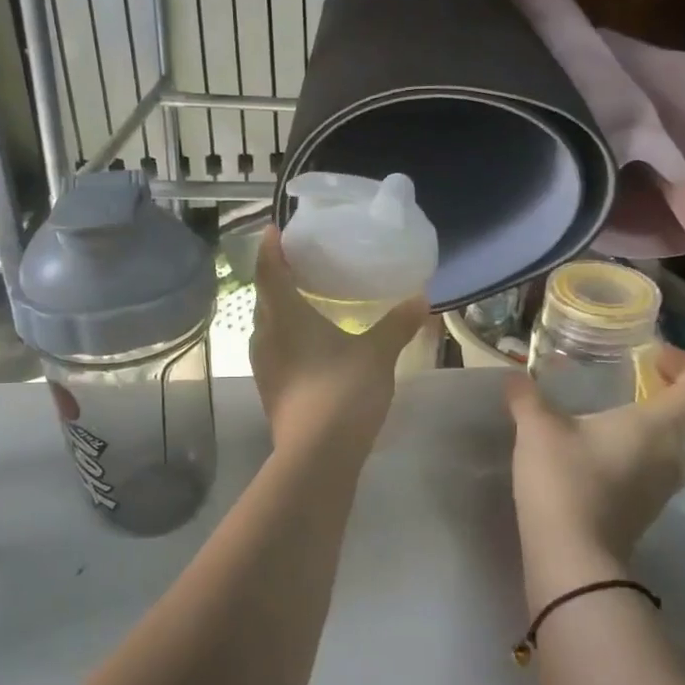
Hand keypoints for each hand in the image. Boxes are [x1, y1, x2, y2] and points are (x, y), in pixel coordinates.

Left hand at [250, 226, 427, 452]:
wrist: (317, 456)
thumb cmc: (343, 391)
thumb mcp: (377, 353)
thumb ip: (397, 323)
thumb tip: (420, 297)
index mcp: (284, 315)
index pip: (269, 269)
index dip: (270, 247)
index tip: (274, 229)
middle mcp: (265, 335)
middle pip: (265, 296)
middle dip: (278, 277)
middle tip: (299, 263)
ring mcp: (264, 366)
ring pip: (268, 325)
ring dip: (281, 309)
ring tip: (305, 300)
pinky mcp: (270, 389)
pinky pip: (274, 349)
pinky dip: (287, 336)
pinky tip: (310, 344)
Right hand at [506, 345, 684, 594]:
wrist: (571, 557)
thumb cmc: (564, 480)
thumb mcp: (537, 428)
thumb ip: (527, 396)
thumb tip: (514, 376)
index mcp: (657, 427)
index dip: (684, 365)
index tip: (653, 356)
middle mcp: (672, 456)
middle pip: (682, 417)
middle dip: (657, 395)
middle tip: (622, 381)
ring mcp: (662, 489)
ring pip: (665, 446)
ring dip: (643, 428)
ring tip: (602, 416)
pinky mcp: (646, 511)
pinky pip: (649, 470)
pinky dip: (631, 455)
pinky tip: (592, 453)